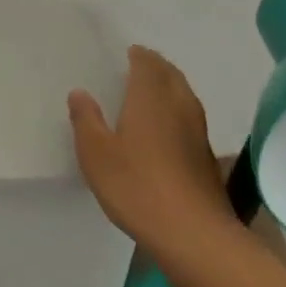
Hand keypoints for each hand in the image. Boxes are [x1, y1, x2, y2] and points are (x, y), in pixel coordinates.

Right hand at [68, 46, 233, 247]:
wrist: (193, 233)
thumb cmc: (137, 186)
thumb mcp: (96, 153)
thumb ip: (86, 119)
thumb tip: (80, 92)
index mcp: (150, 99)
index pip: (148, 64)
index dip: (138, 55)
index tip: (126, 53)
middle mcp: (179, 106)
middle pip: (171, 75)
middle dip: (156, 67)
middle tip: (137, 67)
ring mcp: (197, 132)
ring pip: (184, 96)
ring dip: (169, 87)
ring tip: (149, 93)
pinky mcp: (205, 156)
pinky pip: (189, 118)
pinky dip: (176, 111)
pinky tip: (164, 129)